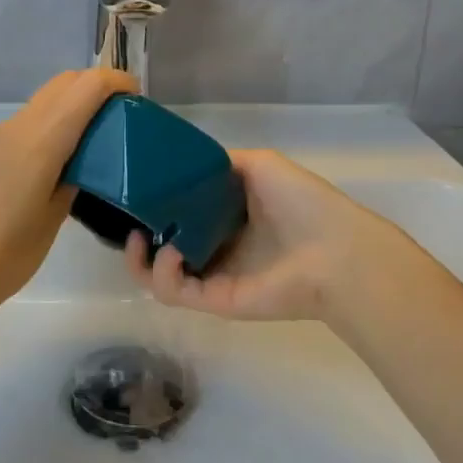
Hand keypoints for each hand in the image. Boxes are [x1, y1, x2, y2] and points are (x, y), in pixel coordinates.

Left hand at [0, 68, 138, 318]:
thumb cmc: (5, 257)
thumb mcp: (52, 220)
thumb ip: (72, 181)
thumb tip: (80, 164)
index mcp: (39, 142)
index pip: (85, 88)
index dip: (115, 82)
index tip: (136, 98)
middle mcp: (14, 128)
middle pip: (61, 84)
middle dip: (94, 87)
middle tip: (119, 116)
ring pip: (40, 103)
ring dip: (69, 107)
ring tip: (92, 143)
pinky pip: (22, 126)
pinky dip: (47, 127)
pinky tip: (54, 164)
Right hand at [124, 149, 427, 322]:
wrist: (334, 250)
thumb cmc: (301, 202)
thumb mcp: (260, 164)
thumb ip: (222, 162)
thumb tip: (189, 161)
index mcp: (229, 216)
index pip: (181, 213)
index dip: (156, 203)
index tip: (137, 191)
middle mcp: (218, 246)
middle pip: (165, 245)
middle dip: (140, 235)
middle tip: (128, 219)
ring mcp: (215, 276)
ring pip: (162, 276)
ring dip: (140, 260)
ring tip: (138, 239)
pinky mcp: (214, 301)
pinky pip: (174, 292)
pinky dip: (161, 274)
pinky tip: (166, 251)